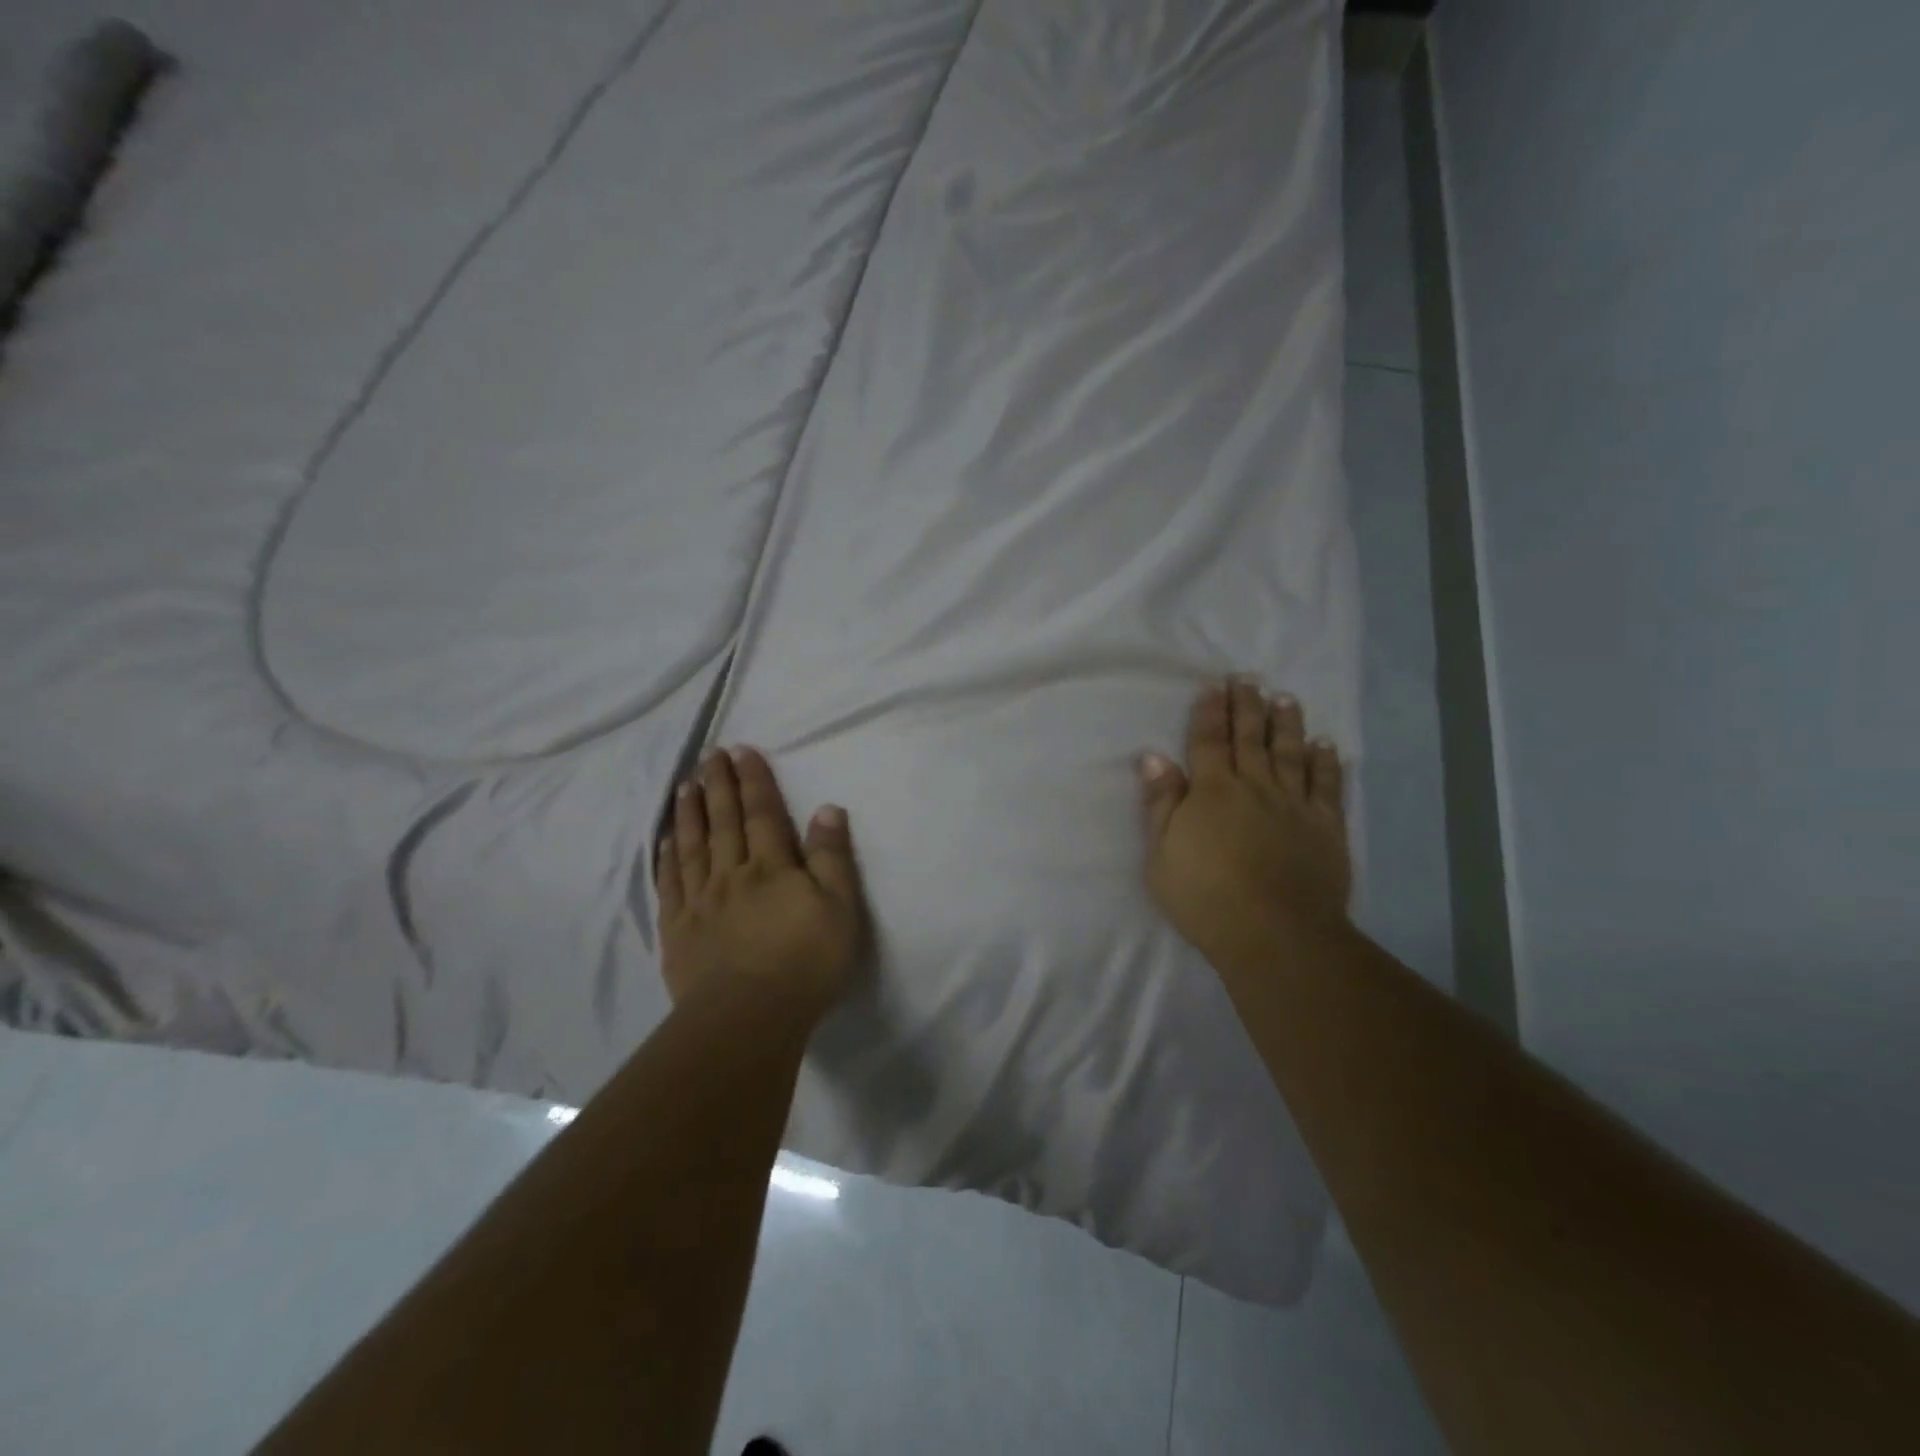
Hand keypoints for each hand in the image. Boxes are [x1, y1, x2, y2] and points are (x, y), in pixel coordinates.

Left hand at [655, 747, 866, 1017]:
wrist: (749, 1017)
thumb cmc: (805, 961)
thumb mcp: (839, 907)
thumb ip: (831, 856)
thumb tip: (827, 808)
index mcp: (771, 867)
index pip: (763, 813)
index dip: (753, 780)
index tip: (742, 750)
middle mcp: (732, 874)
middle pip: (724, 822)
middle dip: (719, 785)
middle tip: (710, 755)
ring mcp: (701, 901)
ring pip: (693, 846)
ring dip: (690, 812)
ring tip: (685, 784)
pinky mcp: (679, 930)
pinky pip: (671, 883)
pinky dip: (668, 857)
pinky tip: (666, 839)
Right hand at [1140, 679, 1351, 963]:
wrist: (1274, 933)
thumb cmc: (1204, 897)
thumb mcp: (1162, 854)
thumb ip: (1161, 803)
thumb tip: (1154, 756)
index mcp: (1211, 791)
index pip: (1207, 742)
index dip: (1209, 712)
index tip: (1213, 686)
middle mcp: (1254, 786)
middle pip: (1249, 738)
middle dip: (1246, 706)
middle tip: (1248, 678)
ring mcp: (1293, 804)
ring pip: (1289, 752)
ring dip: (1286, 723)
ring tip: (1285, 698)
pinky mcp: (1325, 826)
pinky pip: (1326, 785)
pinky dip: (1325, 762)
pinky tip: (1325, 744)